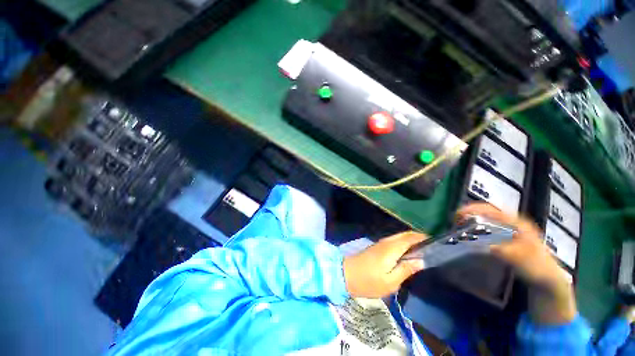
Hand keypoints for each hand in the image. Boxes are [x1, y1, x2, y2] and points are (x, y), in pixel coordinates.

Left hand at [343, 232, 426, 298]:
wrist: (346, 274)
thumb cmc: (369, 281)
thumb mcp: (390, 281)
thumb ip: (406, 269)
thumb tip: (421, 260)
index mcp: (392, 248)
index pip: (410, 238)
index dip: (423, 237)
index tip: (437, 242)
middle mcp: (387, 242)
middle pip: (404, 235)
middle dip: (418, 237)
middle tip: (432, 247)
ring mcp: (380, 244)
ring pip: (398, 237)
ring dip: (410, 240)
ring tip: (423, 250)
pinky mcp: (377, 247)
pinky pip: (393, 242)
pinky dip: (403, 243)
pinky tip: (407, 253)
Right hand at [458, 203, 576, 324]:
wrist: (547, 281)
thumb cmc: (539, 271)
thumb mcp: (528, 265)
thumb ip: (512, 255)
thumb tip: (489, 247)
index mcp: (519, 224)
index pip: (494, 210)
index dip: (474, 210)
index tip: (458, 216)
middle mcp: (512, 223)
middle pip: (486, 212)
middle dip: (468, 214)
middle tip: (454, 223)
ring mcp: (508, 230)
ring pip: (485, 219)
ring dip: (470, 222)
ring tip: (458, 229)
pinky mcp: (504, 238)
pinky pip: (486, 228)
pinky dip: (475, 229)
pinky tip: (468, 237)